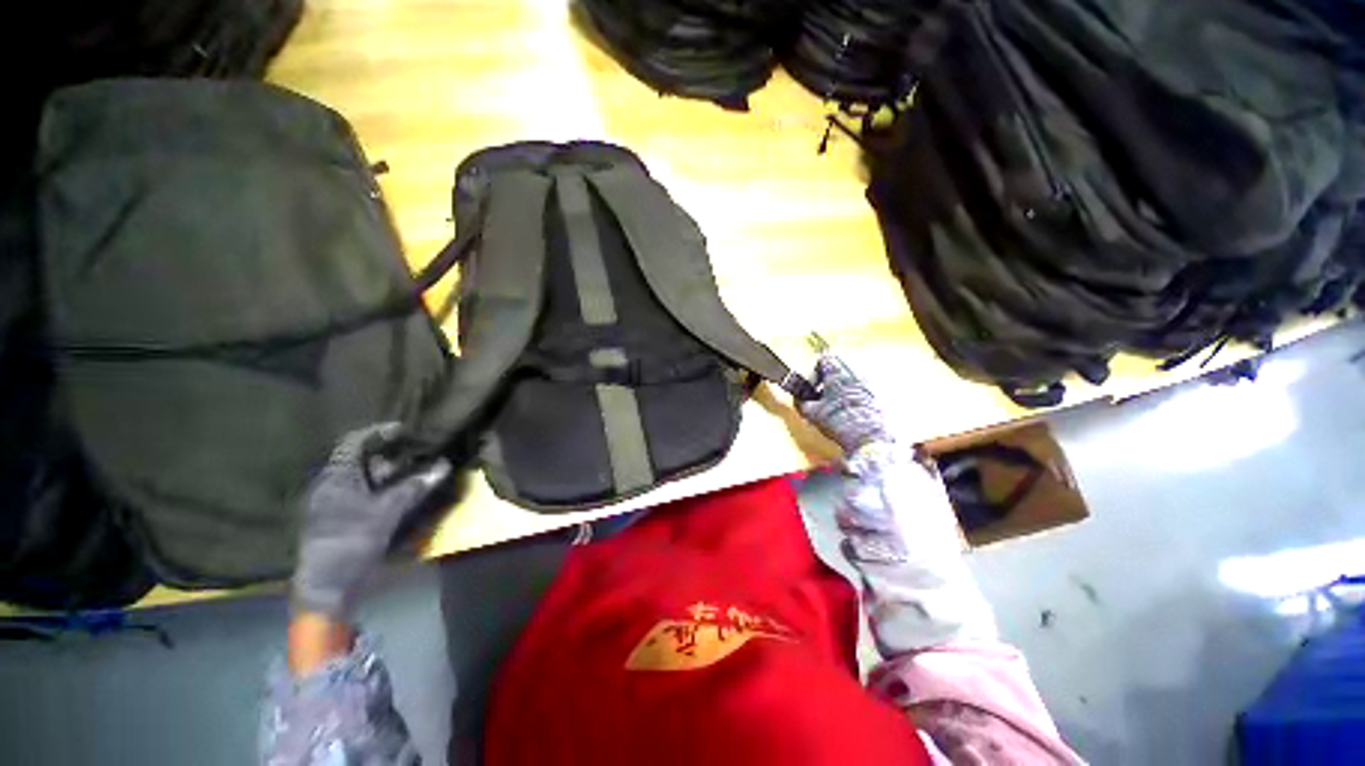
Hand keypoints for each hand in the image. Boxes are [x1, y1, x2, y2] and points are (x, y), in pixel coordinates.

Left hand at [291, 423, 450, 619]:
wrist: (328, 584)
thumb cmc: (352, 540)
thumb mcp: (387, 511)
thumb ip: (415, 486)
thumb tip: (443, 465)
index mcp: (336, 477)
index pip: (354, 442)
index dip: (378, 432)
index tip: (405, 430)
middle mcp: (332, 484)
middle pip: (361, 459)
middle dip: (390, 454)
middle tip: (416, 453)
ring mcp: (334, 502)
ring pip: (364, 477)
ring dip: (389, 473)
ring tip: (414, 472)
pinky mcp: (341, 517)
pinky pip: (364, 492)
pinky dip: (383, 488)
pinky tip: (401, 493)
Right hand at [797, 355, 893, 454]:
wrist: (868, 440)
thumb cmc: (839, 423)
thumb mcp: (811, 413)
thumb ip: (801, 401)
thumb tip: (799, 397)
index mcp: (839, 373)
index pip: (824, 359)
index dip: (813, 373)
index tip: (811, 388)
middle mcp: (856, 374)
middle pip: (837, 369)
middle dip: (826, 382)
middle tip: (820, 398)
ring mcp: (868, 385)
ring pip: (848, 380)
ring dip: (837, 390)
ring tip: (832, 408)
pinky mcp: (876, 397)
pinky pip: (859, 391)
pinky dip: (849, 399)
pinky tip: (845, 414)